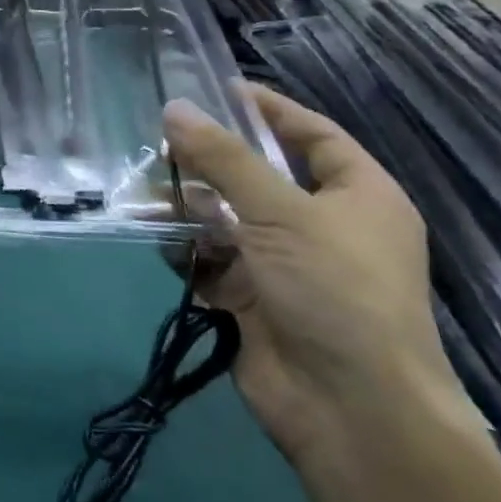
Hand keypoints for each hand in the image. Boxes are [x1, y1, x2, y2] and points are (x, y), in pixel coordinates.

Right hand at [162, 86, 460, 470]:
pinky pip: (209, 259)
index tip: (217, 89)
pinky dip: (184, 248)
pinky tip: (156, 237)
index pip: (313, 135)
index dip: (269, 110)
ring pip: (226, 218)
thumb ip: (224, 158)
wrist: (351, 412)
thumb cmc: (334, 292)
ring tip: (143, 194)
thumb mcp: (280, 212)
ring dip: (186, 206)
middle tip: (160, 142)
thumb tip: (175, 108)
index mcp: (357, 197)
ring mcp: (285, 265)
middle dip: (208, 161)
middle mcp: (322, 226)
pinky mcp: (252, 299)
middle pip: (258, 176)